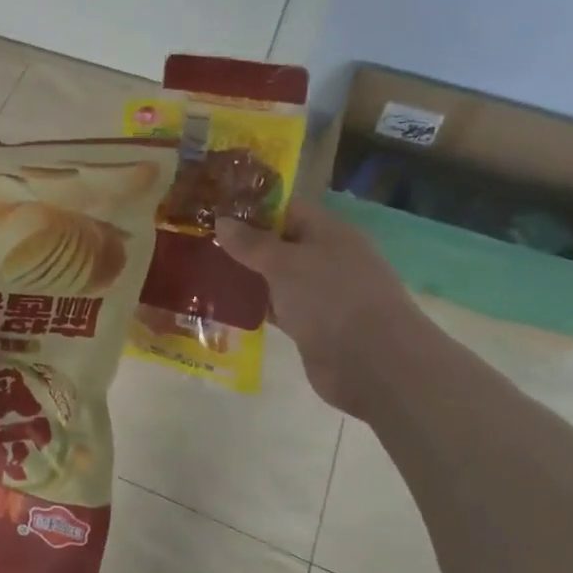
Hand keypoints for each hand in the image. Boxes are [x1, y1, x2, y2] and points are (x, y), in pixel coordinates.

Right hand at [217, 201, 433, 418]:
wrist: (373, 364)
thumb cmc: (331, 298)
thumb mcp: (285, 263)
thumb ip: (251, 243)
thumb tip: (221, 221)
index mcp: (329, 232)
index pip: (286, 209)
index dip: (252, 208)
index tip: (214, 210)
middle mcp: (327, 258)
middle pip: (279, 243)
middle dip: (243, 243)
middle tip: (200, 241)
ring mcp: (320, 294)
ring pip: (276, 278)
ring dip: (246, 276)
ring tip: (203, 271)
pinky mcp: (312, 325)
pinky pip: (278, 307)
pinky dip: (255, 306)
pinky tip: (223, 305)